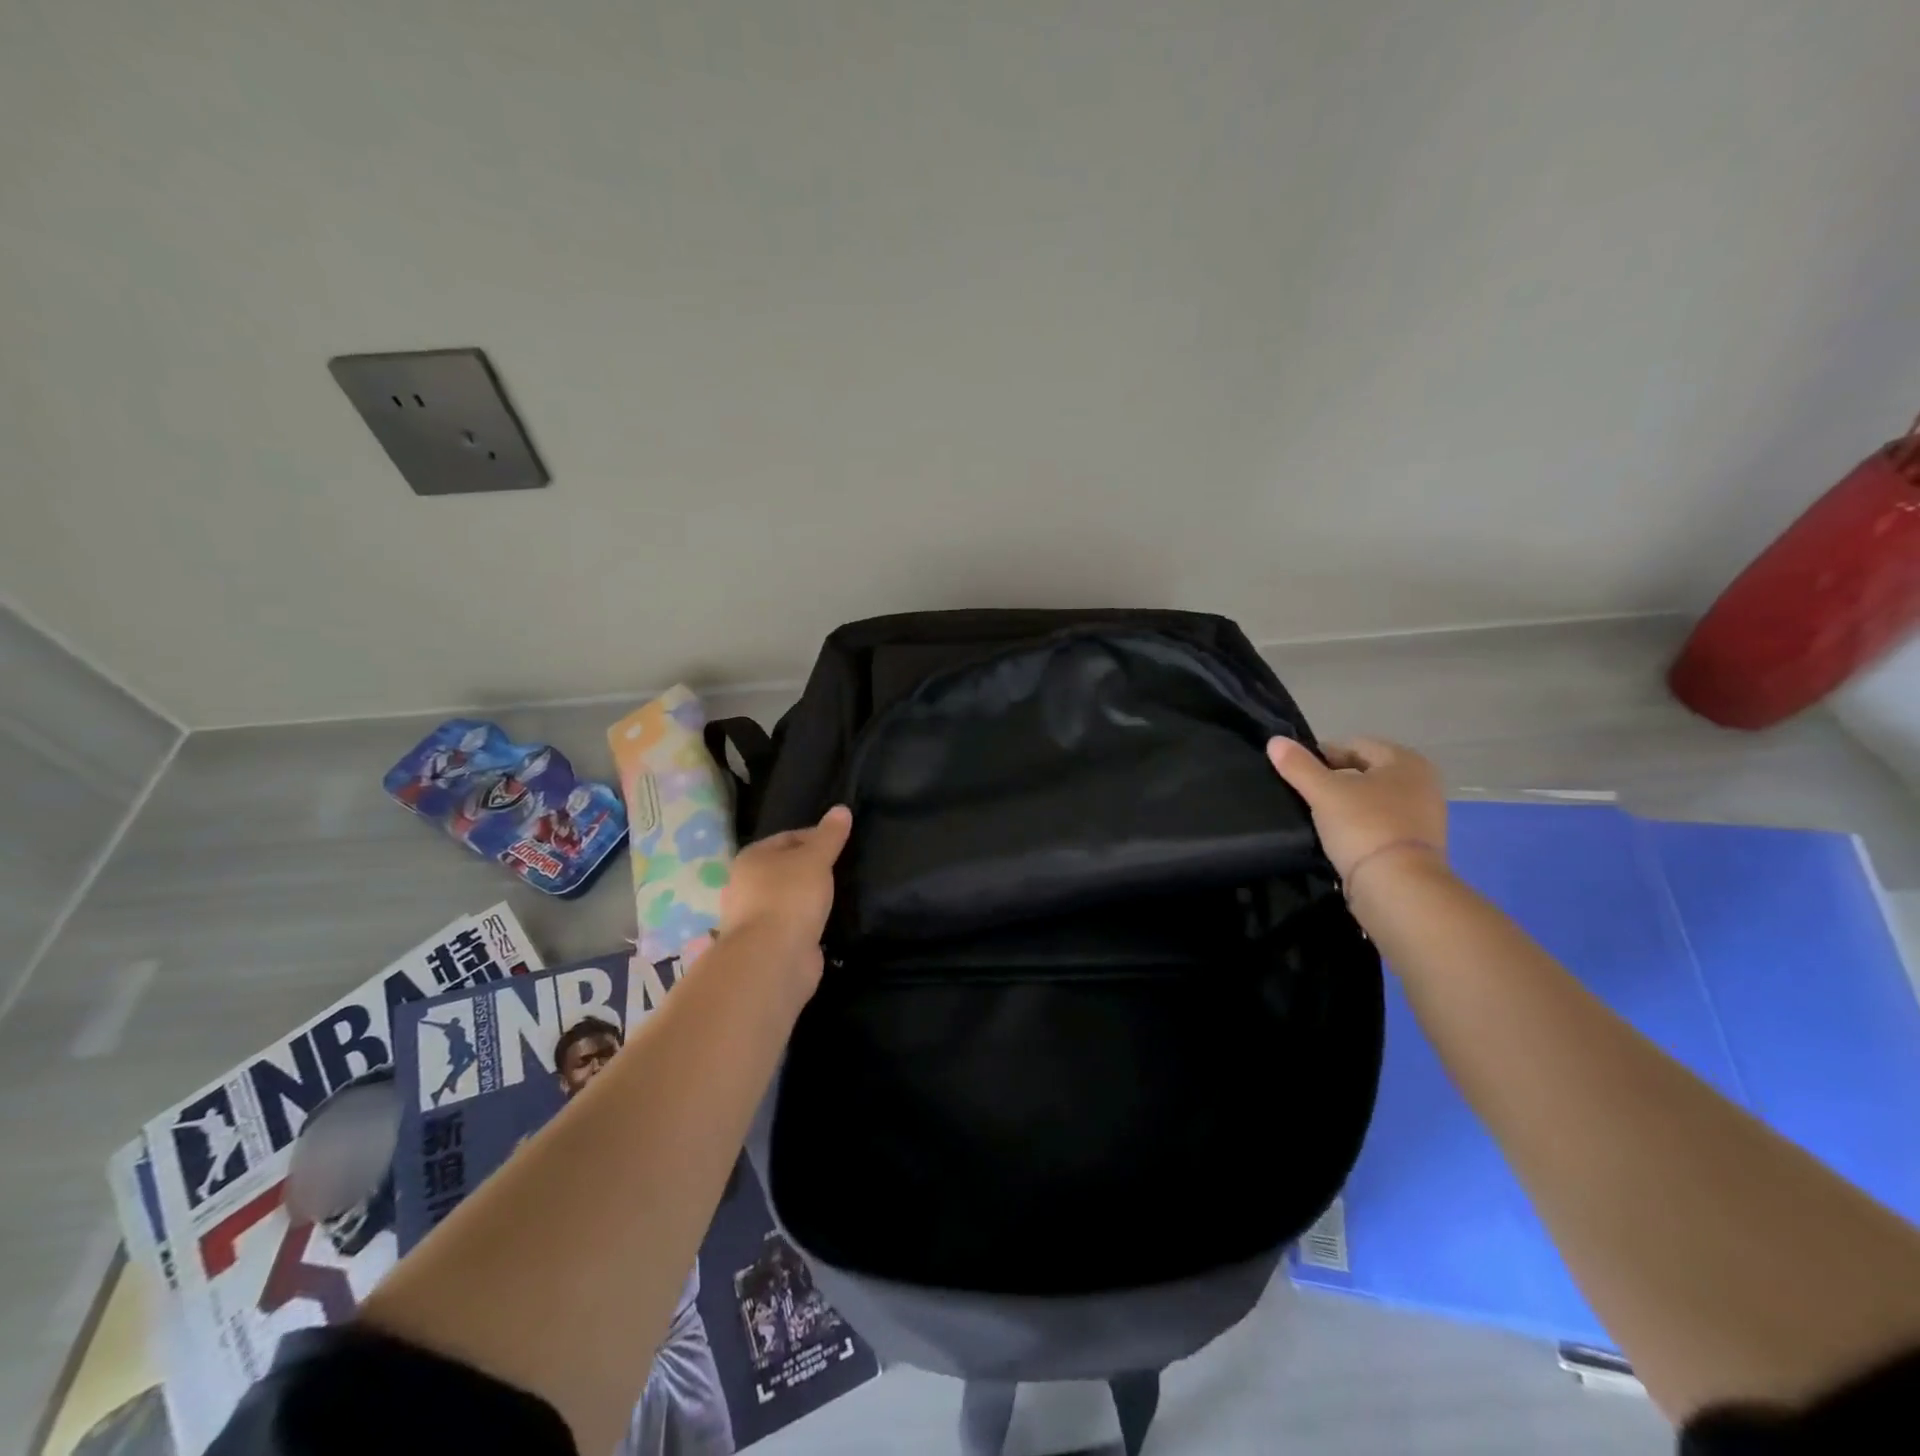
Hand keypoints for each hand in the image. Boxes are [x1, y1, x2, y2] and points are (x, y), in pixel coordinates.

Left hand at [718, 806, 852, 982]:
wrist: (773, 959)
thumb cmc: (790, 897)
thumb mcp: (815, 859)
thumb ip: (829, 836)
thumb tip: (841, 808)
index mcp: (751, 858)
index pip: (787, 837)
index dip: (815, 837)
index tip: (842, 844)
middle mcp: (746, 886)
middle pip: (785, 869)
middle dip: (811, 869)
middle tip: (843, 869)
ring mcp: (754, 918)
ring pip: (788, 899)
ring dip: (808, 898)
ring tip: (838, 896)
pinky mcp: (768, 945)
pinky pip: (792, 925)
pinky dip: (807, 923)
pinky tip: (827, 923)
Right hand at [1266, 736, 1446, 883]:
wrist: (1399, 888)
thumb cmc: (1364, 826)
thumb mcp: (1324, 791)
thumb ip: (1298, 765)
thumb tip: (1274, 741)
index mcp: (1406, 761)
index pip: (1355, 746)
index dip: (1322, 754)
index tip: (1296, 771)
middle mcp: (1422, 784)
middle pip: (1365, 773)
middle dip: (1334, 780)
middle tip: (1304, 794)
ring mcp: (1423, 817)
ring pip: (1371, 800)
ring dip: (1345, 805)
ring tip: (1316, 817)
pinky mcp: (1416, 847)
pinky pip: (1379, 825)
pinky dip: (1358, 827)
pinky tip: (1336, 839)